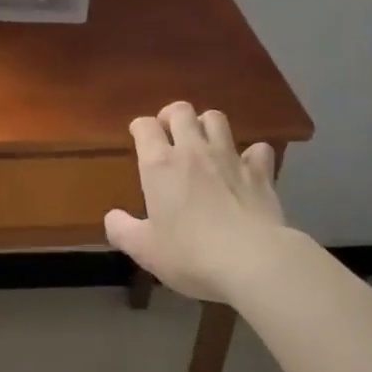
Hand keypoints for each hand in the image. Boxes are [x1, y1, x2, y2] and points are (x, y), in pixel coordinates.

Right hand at [105, 102, 285, 303]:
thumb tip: (111, 218)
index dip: (140, 127)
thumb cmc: (191, 254)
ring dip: (207, 125)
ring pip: (216, 119)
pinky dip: (252, 154)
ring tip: (204, 141)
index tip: (139, 137)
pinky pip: (258, 149)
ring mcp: (229, 157)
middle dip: (172, 115)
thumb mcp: (146, 250)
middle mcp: (193, 151)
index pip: (145, 126)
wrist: (252, 260)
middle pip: (181, 111)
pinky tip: (247, 167)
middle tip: (170, 133)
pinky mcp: (260, 172)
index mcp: (160, 165)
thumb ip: (123, 231)